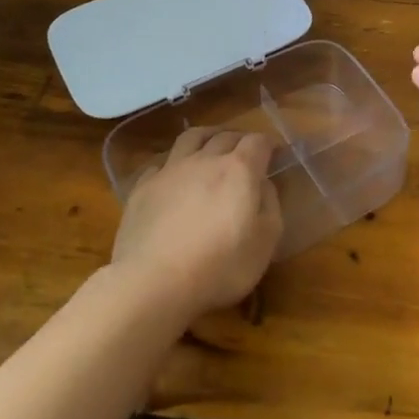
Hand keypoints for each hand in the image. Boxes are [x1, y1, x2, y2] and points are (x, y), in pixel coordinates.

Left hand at [110, 128, 282, 318]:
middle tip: (246, 152)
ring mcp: (171, 170)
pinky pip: (161, 163)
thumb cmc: (219, 266)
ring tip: (212, 146)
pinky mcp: (143, 187)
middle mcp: (205, 160)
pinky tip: (174, 176)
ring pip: (191, 137)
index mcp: (239, 170)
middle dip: (240, 139)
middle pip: (226, 135)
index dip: (269, 144)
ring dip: (207, 137)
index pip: (258, 141)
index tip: (275, 154)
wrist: (152, 283)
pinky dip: (174, 163)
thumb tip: (263, 185)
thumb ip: (270, 205)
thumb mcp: (265, 242)